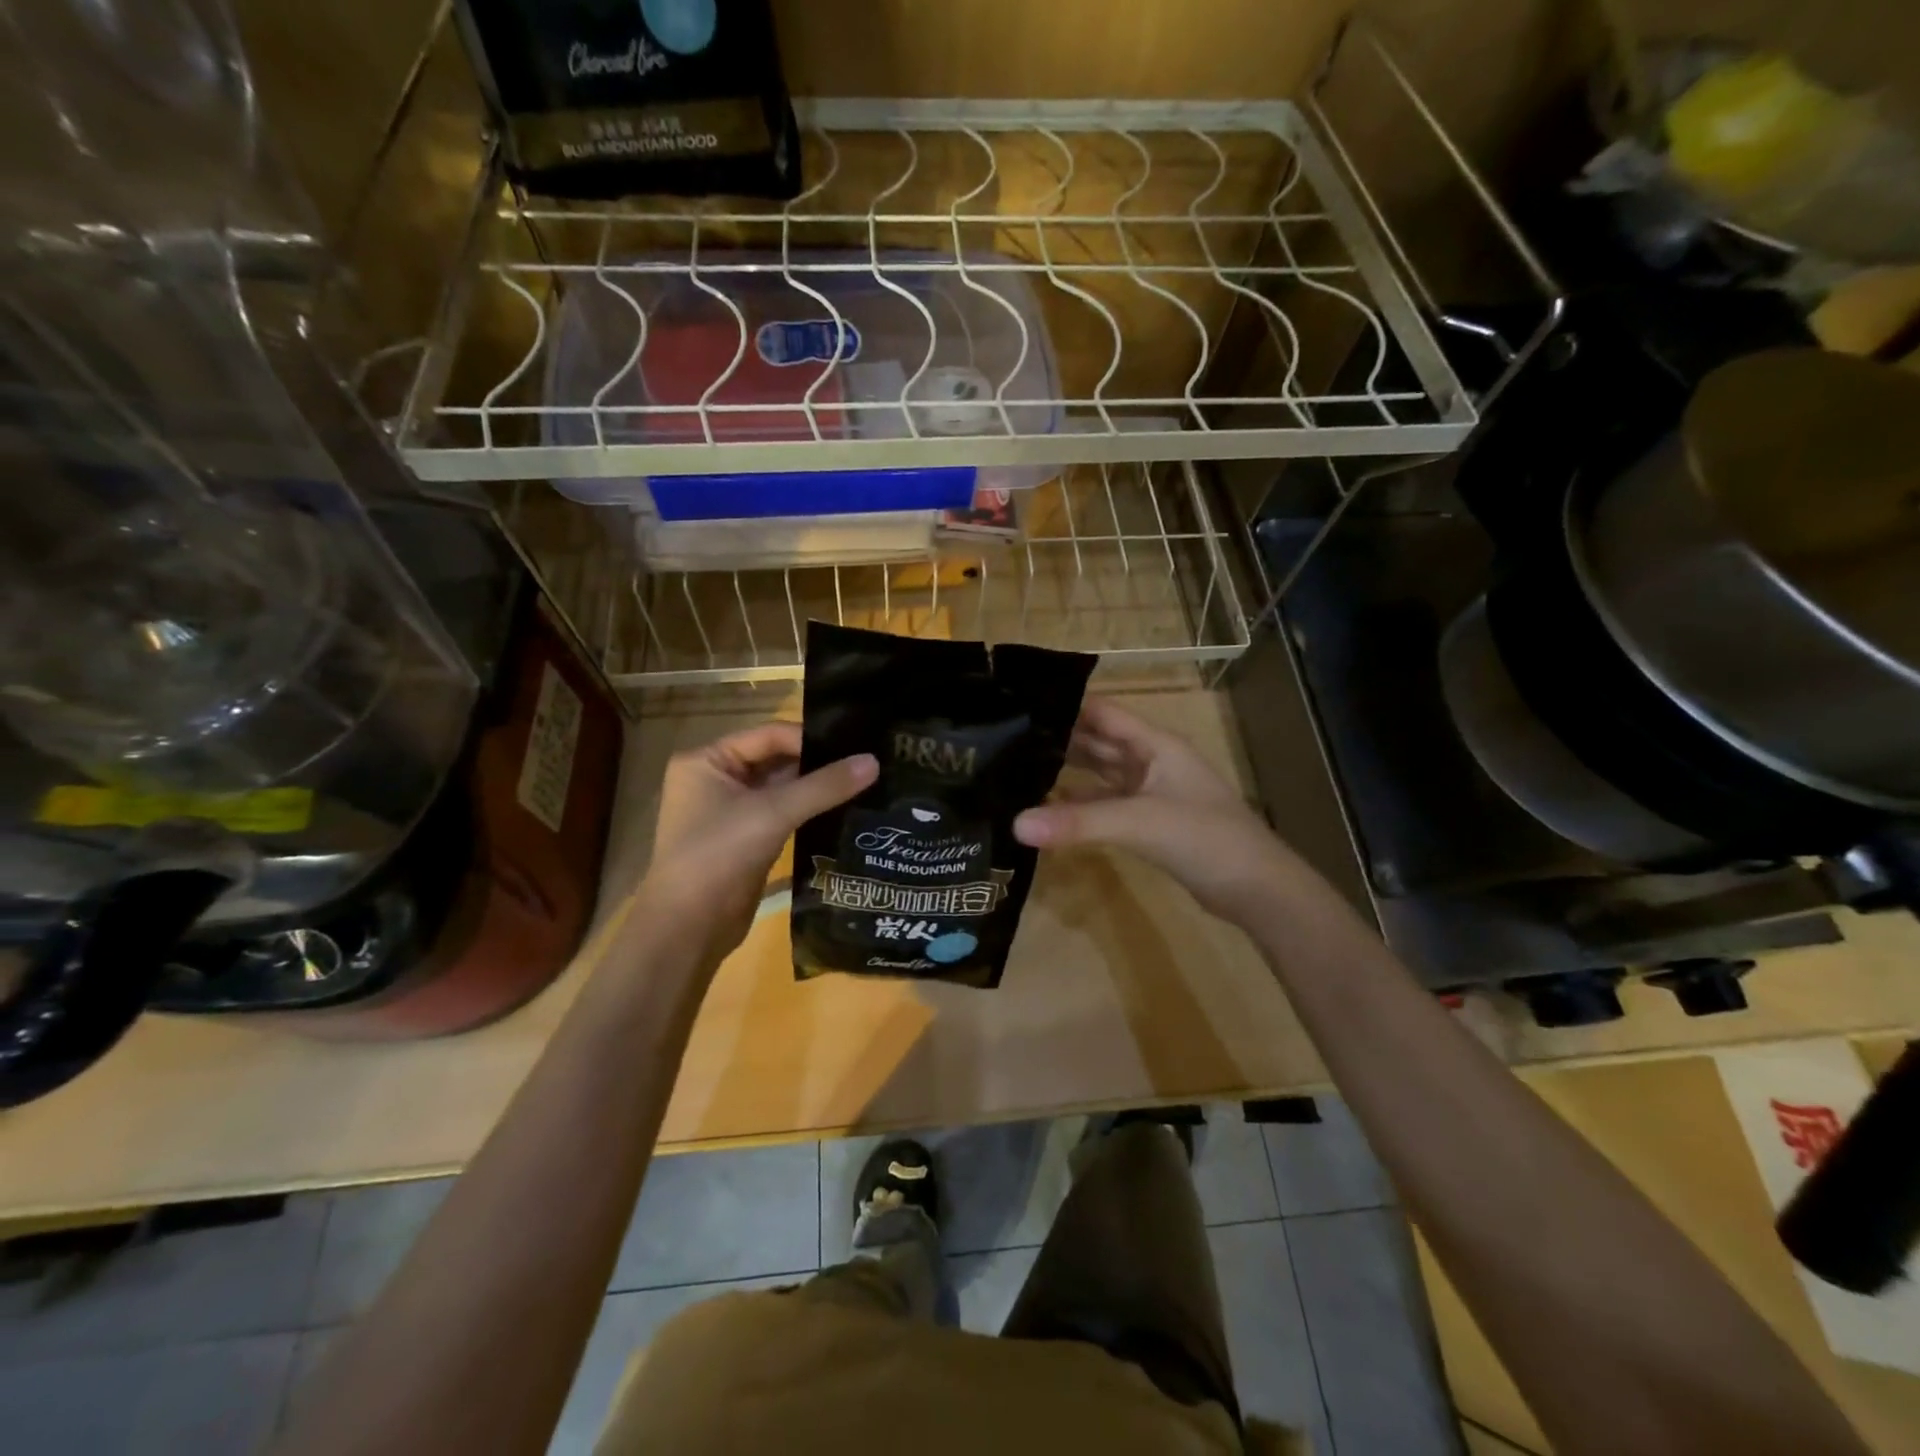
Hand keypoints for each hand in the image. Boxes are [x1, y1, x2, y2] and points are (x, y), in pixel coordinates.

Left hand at [641, 722, 875, 956]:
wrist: (688, 929)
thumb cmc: (719, 855)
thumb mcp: (773, 813)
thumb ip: (825, 786)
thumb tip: (874, 761)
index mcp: (707, 760)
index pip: (769, 735)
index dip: (811, 739)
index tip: (855, 747)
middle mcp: (715, 780)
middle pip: (776, 760)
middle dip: (818, 764)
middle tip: (867, 763)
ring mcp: (730, 812)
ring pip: (782, 790)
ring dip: (817, 790)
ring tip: (864, 784)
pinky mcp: (746, 840)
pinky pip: (782, 815)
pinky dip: (809, 812)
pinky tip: (845, 811)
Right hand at [1013, 698, 1291, 924]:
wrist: (1256, 888)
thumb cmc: (1205, 838)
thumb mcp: (1139, 823)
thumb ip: (1078, 823)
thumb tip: (1015, 824)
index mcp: (1155, 744)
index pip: (1102, 713)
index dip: (1065, 707)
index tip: (1019, 707)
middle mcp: (1151, 761)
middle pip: (1098, 741)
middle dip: (1058, 739)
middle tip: (1006, 740)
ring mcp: (1151, 792)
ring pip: (1101, 774)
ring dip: (1067, 772)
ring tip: (1018, 769)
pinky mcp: (1149, 822)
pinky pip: (1106, 804)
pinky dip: (1080, 806)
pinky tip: (1048, 811)